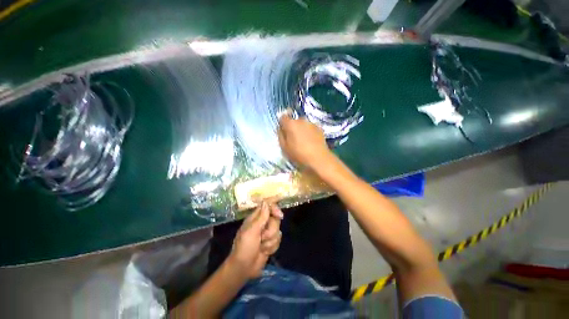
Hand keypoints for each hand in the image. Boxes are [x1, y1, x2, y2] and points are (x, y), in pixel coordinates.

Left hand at [228, 201, 282, 278]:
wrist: (244, 268)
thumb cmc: (244, 248)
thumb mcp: (252, 231)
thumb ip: (261, 217)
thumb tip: (265, 202)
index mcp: (255, 218)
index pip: (268, 207)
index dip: (275, 209)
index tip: (279, 216)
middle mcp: (262, 224)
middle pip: (276, 220)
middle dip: (271, 231)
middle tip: (262, 237)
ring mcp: (267, 234)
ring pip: (278, 231)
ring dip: (270, 241)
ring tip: (261, 247)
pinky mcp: (270, 243)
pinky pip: (278, 240)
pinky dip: (272, 247)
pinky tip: (265, 251)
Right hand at [278, 114, 332, 169]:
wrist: (319, 158)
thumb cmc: (299, 154)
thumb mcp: (284, 148)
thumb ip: (281, 136)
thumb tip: (281, 129)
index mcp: (291, 124)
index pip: (283, 117)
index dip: (282, 124)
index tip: (284, 132)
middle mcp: (301, 120)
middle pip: (294, 121)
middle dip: (292, 127)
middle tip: (294, 139)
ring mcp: (311, 123)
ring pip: (303, 124)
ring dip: (302, 129)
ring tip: (304, 141)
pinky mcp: (319, 128)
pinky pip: (311, 128)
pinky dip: (309, 132)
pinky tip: (311, 142)